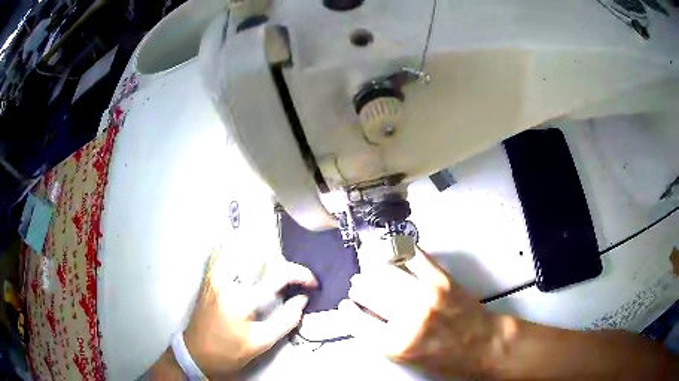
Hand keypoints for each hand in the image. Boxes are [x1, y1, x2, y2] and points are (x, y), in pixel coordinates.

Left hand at [177, 253, 316, 378]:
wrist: (196, 353)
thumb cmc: (229, 351)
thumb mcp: (261, 343)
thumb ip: (286, 320)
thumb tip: (303, 299)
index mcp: (241, 299)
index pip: (276, 274)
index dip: (300, 274)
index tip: (312, 283)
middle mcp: (227, 279)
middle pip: (261, 255)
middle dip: (285, 264)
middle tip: (295, 280)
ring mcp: (215, 274)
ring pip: (243, 248)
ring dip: (266, 254)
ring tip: (278, 271)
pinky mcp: (209, 276)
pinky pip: (226, 252)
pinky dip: (242, 250)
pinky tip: (252, 259)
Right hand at [340, 248, 502, 378]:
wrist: (482, 344)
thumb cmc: (444, 359)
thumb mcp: (406, 359)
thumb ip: (380, 338)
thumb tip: (361, 314)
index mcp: (396, 343)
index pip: (357, 321)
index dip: (347, 311)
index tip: (345, 305)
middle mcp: (408, 317)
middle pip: (368, 292)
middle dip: (358, 289)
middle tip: (358, 287)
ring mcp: (426, 294)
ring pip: (385, 272)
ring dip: (372, 271)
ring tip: (371, 273)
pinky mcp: (441, 278)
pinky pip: (413, 256)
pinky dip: (399, 251)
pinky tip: (393, 253)